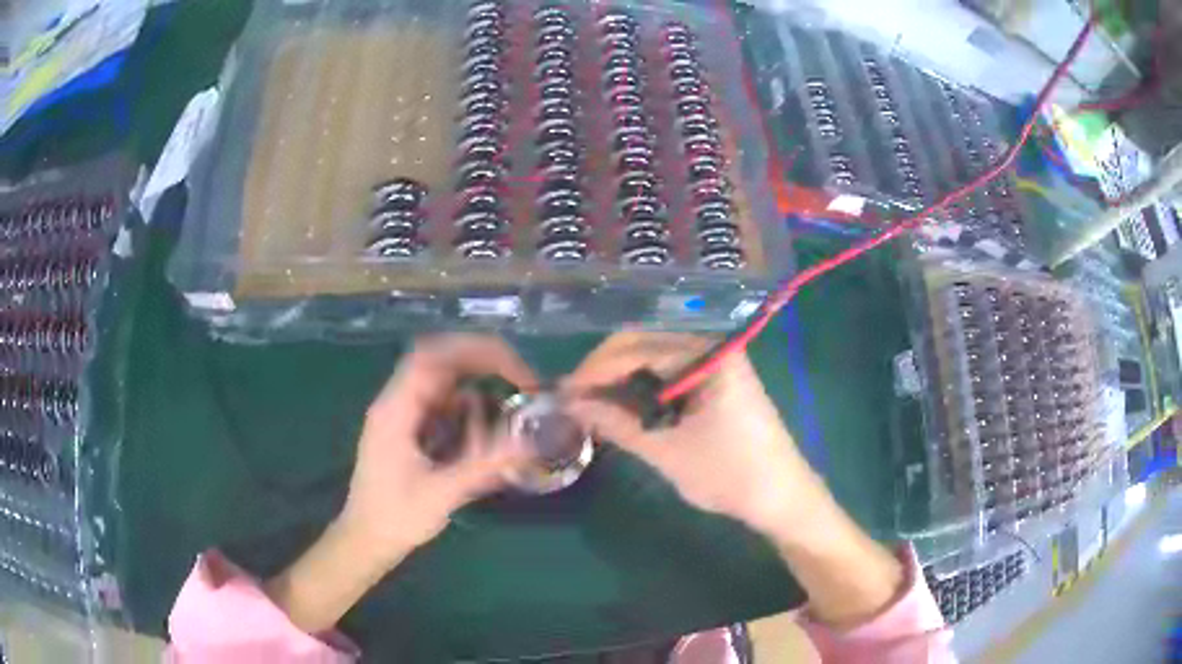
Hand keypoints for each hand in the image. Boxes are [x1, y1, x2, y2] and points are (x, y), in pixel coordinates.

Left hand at [342, 334, 537, 559]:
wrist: (366, 539)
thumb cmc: (396, 517)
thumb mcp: (442, 494)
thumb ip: (484, 465)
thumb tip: (530, 441)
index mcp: (395, 410)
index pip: (432, 357)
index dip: (475, 351)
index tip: (514, 369)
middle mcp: (397, 402)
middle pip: (439, 359)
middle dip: (483, 362)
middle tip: (521, 380)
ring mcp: (402, 414)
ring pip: (442, 381)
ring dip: (477, 384)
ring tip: (510, 402)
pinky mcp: (409, 428)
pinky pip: (442, 403)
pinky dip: (468, 407)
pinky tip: (486, 429)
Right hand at [562, 332, 827, 536]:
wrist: (782, 497)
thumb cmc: (730, 475)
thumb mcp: (667, 451)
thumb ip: (616, 424)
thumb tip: (571, 404)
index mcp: (707, 355)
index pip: (636, 348)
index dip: (595, 370)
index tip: (563, 394)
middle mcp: (712, 347)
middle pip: (644, 345)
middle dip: (605, 371)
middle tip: (574, 400)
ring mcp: (717, 363)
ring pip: (655, 359)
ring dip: (622, 379)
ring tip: (593, 405)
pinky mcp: (718, 381)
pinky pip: (671, 374)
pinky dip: (644, 389)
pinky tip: (625, 407)